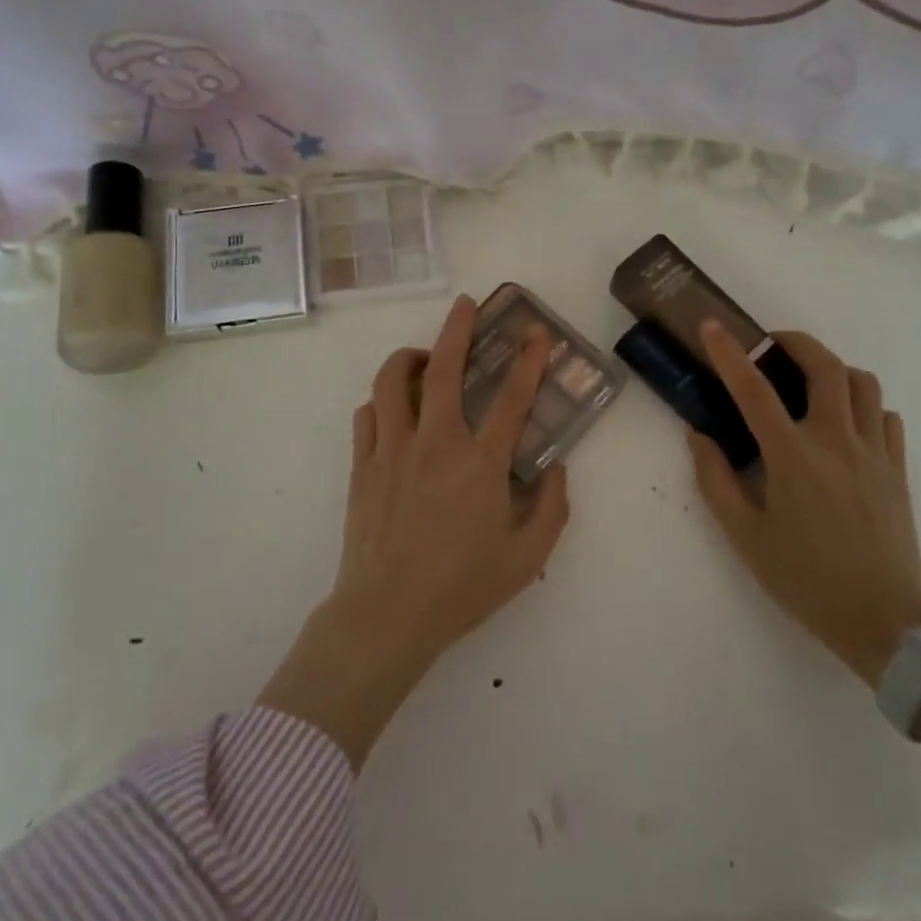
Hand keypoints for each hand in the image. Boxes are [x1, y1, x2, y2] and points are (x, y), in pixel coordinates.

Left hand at [258, 294, 569, 767]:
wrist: (387, 615)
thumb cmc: (461, 588)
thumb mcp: (526, 558)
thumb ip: (552, 509)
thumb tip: (556, 467)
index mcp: (480, 464)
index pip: (512, 398)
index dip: (529, 360)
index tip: (535, 332)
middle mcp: (436, 443)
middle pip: (444, 368)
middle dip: (458, 328)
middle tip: (466, 305)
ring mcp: (393, 449)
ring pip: (393, 380)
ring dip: (411, 357)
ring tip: (424, 358)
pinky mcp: (363, 464)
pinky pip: (368, 413)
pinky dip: (382, 400)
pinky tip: (393, 408)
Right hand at [689, 323, 920, 687]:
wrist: (884, 620)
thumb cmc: (805, 578)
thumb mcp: (745, 536)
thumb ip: (715, 480)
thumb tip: (698, 436)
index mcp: (793, 456)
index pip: (754, 389)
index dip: (728, 353)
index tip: (711, 326)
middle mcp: (837, 441)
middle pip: (825, 366)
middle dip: (795, 342)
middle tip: (772, 345)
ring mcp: (874, 452)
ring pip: (863, 383)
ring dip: (833, 369)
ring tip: (809, 382)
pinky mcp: (898, 469)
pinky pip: (885, 417)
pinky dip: (864, 405)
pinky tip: (846, 423)